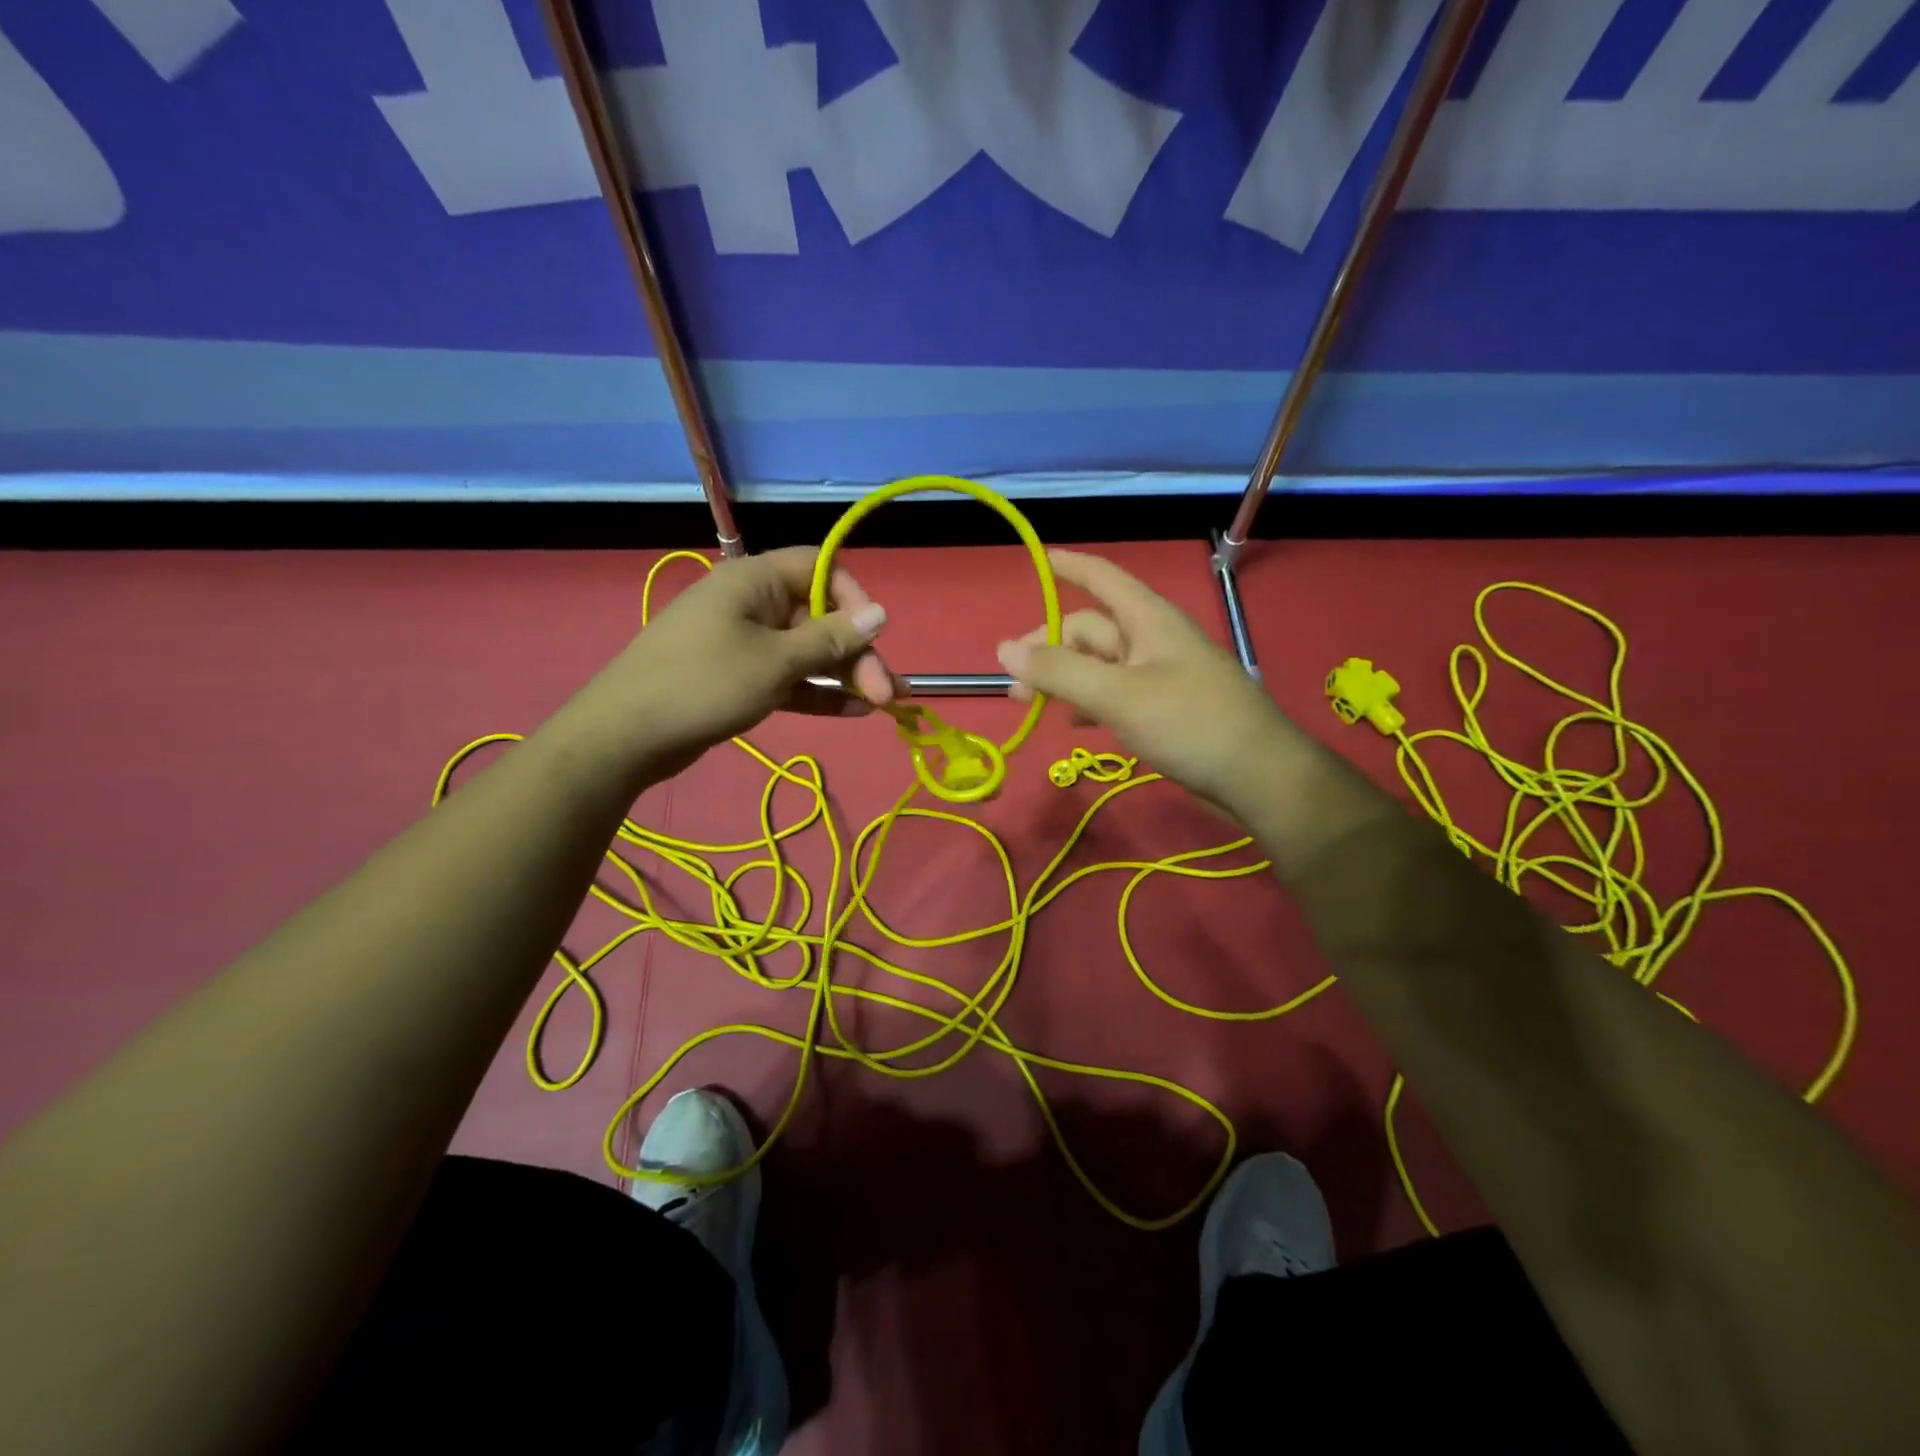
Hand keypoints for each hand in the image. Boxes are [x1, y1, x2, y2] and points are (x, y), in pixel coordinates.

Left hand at [586, 547, 898, 776]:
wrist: (626, 735)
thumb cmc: (704, 684)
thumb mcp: (776, 661)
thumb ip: (831, 639)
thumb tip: (881, 613)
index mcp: (755, 581)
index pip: (820, 569)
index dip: (854, 598)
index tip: (874, 635)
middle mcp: (753, 605)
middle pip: (820, 617)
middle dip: (856, 652)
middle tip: (885, 692)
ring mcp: (745, 643)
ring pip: (808, 652)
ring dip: (844, 675)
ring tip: (881, 703)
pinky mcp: (740, 678)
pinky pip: (789, 678)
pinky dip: (818, 692)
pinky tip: (854, 711)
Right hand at [995, 550, 1291, 811]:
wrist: (1256, 776)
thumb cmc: (1189, 722)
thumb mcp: (1118, 694)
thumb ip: (1060, 671)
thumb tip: (1005, 649)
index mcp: (1148, 620)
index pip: (1104, 578)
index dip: (1071, 566)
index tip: (1040, 559)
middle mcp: (1153, 641)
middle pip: (1091, 630)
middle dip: (1049, 648)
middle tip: (1014, 682)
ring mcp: (1159, 677)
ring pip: (1099, 666)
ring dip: (1063, 679)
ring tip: (1028, 705)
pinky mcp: (1164, 710)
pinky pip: (1114, 695)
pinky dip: (1088, 703)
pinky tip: (1072, 723)